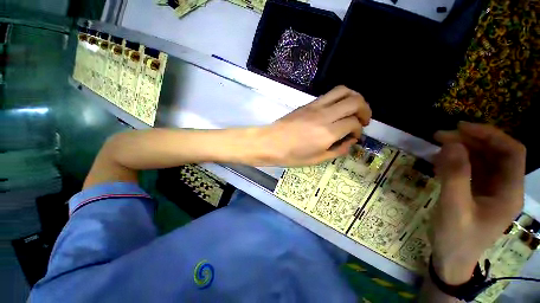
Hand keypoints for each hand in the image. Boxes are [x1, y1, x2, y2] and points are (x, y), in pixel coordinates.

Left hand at [259, 86, 370, 165]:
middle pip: (355, 101)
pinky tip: (337, 109)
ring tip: (355, 109)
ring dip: (354, 98)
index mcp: (328, 133)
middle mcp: (325, 115)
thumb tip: (350, 141)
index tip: (355, 136)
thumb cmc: (291, 155)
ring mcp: (315, 106)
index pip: (354, 123)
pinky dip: (340, 98)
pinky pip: (329, 94)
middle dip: (365, 109)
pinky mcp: (308, 103)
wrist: (270, 143)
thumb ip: (338, 150)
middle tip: (363, 120)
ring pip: (343, 91)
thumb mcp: (317, 159)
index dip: (359, 129)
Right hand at [430, 122, 525, 284]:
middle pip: (496, 153)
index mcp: (508, 192)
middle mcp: (504, 187)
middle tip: (441, 135)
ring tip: (437, 144)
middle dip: (471, 140)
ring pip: (482, 159)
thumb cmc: (456, 237)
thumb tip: (451, 144)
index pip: (512, 152)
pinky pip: (470, 169)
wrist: (450, 258)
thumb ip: (454, 176)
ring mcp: (490, 190)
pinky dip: (456, 160)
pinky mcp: (476, 192)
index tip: (461, 128)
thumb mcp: (454, 208)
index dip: (490, 135)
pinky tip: (440, 159)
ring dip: (462, 148)